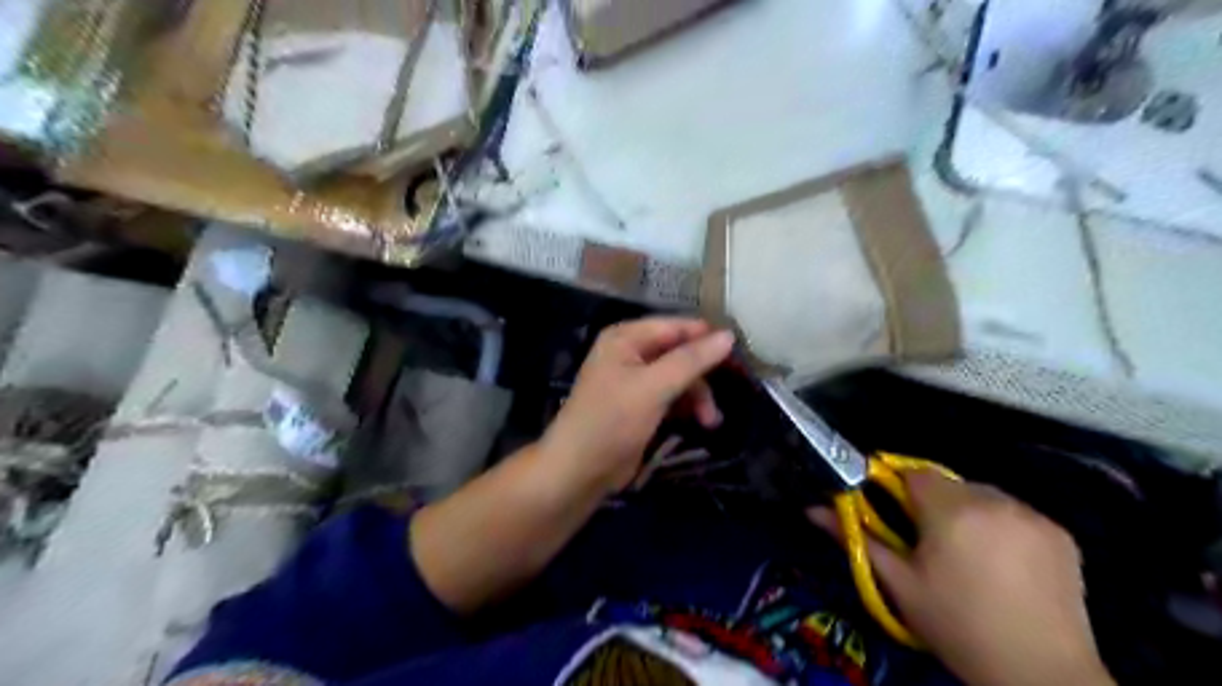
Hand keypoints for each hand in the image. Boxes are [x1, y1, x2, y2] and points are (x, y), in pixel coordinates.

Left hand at [542, 318, 734, 496]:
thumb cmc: (612, 420)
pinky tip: (700, 423)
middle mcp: (630, 353)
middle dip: (702, 375)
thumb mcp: (654, 387)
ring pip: (679, 377)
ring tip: (710, 421)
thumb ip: (691, 360)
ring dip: (698, 396)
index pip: (675, 326)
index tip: (739, 355)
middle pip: (679, 352)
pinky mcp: (640, 406)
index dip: (705, 338)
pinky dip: (686, 408)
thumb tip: (728, 336)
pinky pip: (671, 397)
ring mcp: (635, 380)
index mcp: (626, 338)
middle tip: (728, 392)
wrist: (579, 470)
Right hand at [809, 472, 1113, 685]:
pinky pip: (1018, 514)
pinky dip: (1004, 527)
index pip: (914, 474)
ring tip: (969, 556)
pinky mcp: (1061, 534)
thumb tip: (812, 509)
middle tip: (931, 544)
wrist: (1041, 673)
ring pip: (984, 497)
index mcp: (950, 510)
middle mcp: (994, 501)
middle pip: (950, 484)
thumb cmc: (956, 625)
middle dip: (935, 504)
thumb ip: (856, 538)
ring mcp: (1033, 515)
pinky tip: (1005, 564)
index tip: (895, 516)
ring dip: (970, 513)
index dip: (899, 490)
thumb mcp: (898, 584)